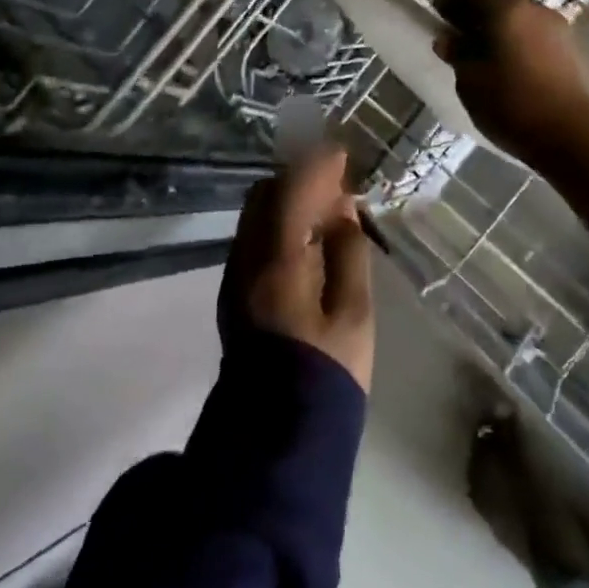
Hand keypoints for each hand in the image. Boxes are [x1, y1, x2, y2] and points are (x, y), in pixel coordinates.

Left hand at [222, 146, 374, 391]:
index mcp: (278, 259)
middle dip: (300, 177)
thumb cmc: (327, 372)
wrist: (276, 433)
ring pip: (256, 213)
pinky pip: (254, 234)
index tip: (342, 154)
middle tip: (337, 182)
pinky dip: (279, 220)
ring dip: (288, 197)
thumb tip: (342, 210)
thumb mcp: (354, 313)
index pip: (292, 190)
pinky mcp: (233, 290)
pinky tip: (306, 235)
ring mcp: (235, 273)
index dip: (317, 165)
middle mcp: (247, 257)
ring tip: (326, 206)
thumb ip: (349, 252)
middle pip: (266, 194)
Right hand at [432, 0, 588, 160]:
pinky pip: (533, 34)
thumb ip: (457, 53)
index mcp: (506, 7)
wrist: (571, 135)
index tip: (440, 18)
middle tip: (457, 36)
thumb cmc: (511, 102)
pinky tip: (506, 67)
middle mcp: (534, 8)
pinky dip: (516, 40)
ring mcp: (556, 28)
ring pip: (518, 16)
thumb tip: (448, 39)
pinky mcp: (568, 50)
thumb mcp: (470, 79)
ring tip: (481, 55)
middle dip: (476, 12)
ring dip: (498, 27)